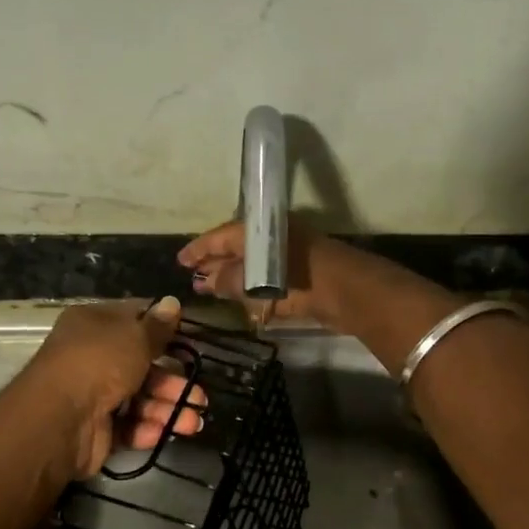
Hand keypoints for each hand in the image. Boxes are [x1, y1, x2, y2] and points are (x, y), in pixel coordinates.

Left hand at [21, 297, 205, 477]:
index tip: (191, 339)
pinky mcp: (97, 428)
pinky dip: (147, 428)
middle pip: (142, 365)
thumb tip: (172, 302)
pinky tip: (166, 431)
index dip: (163, 328)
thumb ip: (158, 326)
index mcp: (94, 324)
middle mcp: (92, 356)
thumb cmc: (99, 363)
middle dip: (173, 380)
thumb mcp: (135, 336)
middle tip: (200, 395)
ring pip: (140, 398)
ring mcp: (94, 394)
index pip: (134, 319)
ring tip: (194, 421)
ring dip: (168, 408)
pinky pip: (129, 425)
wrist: (60, 419)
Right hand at [178, 217, 333, 325]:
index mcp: (259, 230)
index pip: (220, 236)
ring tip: (209, 289)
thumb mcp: (257, 279)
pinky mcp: (298, 275)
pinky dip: (250, 286)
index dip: (199, 249)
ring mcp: (286, 256)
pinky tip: (239, 298)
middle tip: (193, 277)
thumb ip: (230, 280)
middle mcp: (271, 238)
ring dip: (231, 276)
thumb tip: (207, 280)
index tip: (180, 260)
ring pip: (250, 264)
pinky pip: (266, 277)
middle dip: (214, 263)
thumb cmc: (299, 279)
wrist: (348, 291)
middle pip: (235, 248)